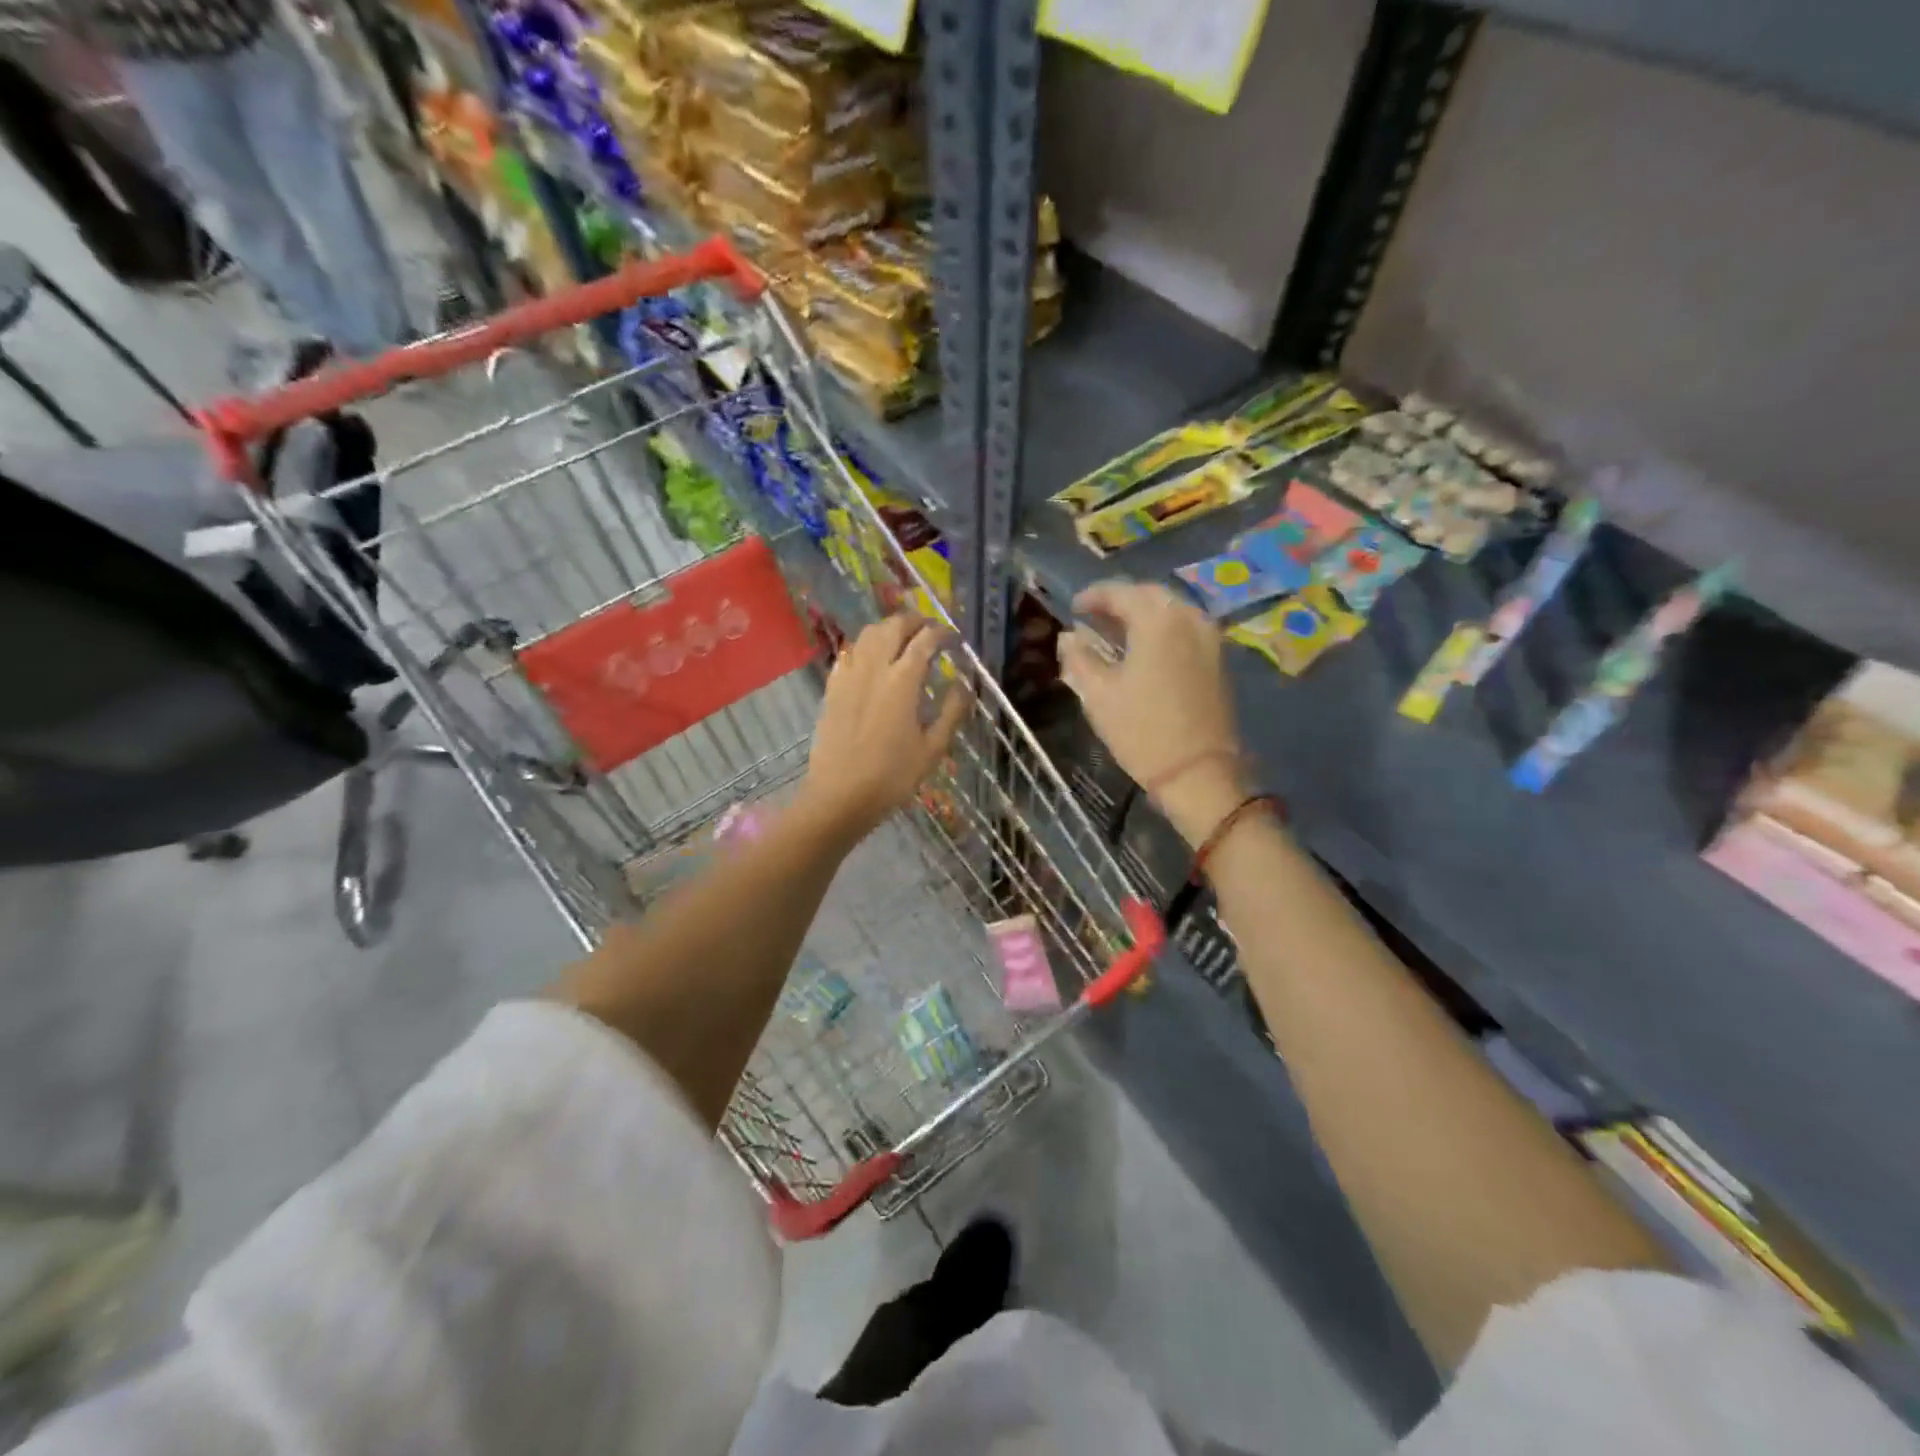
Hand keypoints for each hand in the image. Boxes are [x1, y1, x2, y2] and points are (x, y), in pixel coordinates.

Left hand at [801, 615, 966, 839]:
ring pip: (868, 634)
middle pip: (893, 627)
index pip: (925, 641)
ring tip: (902, 637)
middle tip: (929, 629)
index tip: (953, 638)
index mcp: (902, 681)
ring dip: (888, 628)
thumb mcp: (933, 749)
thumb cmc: (892, 776)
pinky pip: (849, 652)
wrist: (839, 796)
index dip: (942, 633)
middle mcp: (874, 668)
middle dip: (914, 621)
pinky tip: (872, 658)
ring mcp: (848, 675)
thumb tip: (965, 684)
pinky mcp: (832, 688)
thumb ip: (952, 711)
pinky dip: (865, 646)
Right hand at [1058, 581, 1247, 844]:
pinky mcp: (1219, 659)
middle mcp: (1189, 617)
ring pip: (1171, 610)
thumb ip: (1079, 658)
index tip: (1073, 608)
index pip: (1120, 592)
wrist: (1199, 773)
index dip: (1093, 596)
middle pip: (1150, 595)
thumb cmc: (1141, 730)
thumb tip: (1069, 637)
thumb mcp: (1098, 694)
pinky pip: (1185, 628)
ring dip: (1142, 614)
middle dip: (1120, 601)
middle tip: (1093, 617)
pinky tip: (1144, 649)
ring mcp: (1210, 638)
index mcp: (1157, 620)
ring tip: (1116, 633)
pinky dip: (1162, 629)